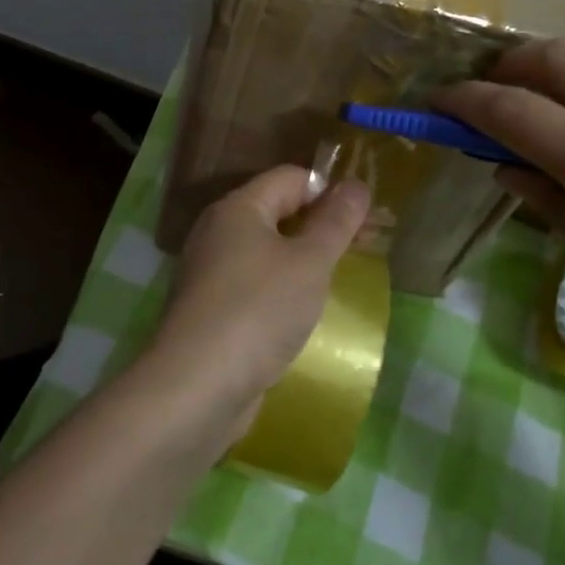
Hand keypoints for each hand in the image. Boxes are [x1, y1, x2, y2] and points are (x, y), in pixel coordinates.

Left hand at [141, 166, 370, 438]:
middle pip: (277, 213)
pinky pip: (255, 286)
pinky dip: (282, 292)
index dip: (330, 191)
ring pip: (267, 253)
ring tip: (340, 281)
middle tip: (364, 249)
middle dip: (320, 227)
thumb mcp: (309, 262)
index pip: (290, 178)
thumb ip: (335, 222)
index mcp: (238, 209)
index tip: (366, 219)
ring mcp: (211, 274)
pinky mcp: (212, 311)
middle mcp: (218, 233)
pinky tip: (304, 314)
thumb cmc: (258, 310)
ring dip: (303, 262)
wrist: (198, 386)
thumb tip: (356, 184)